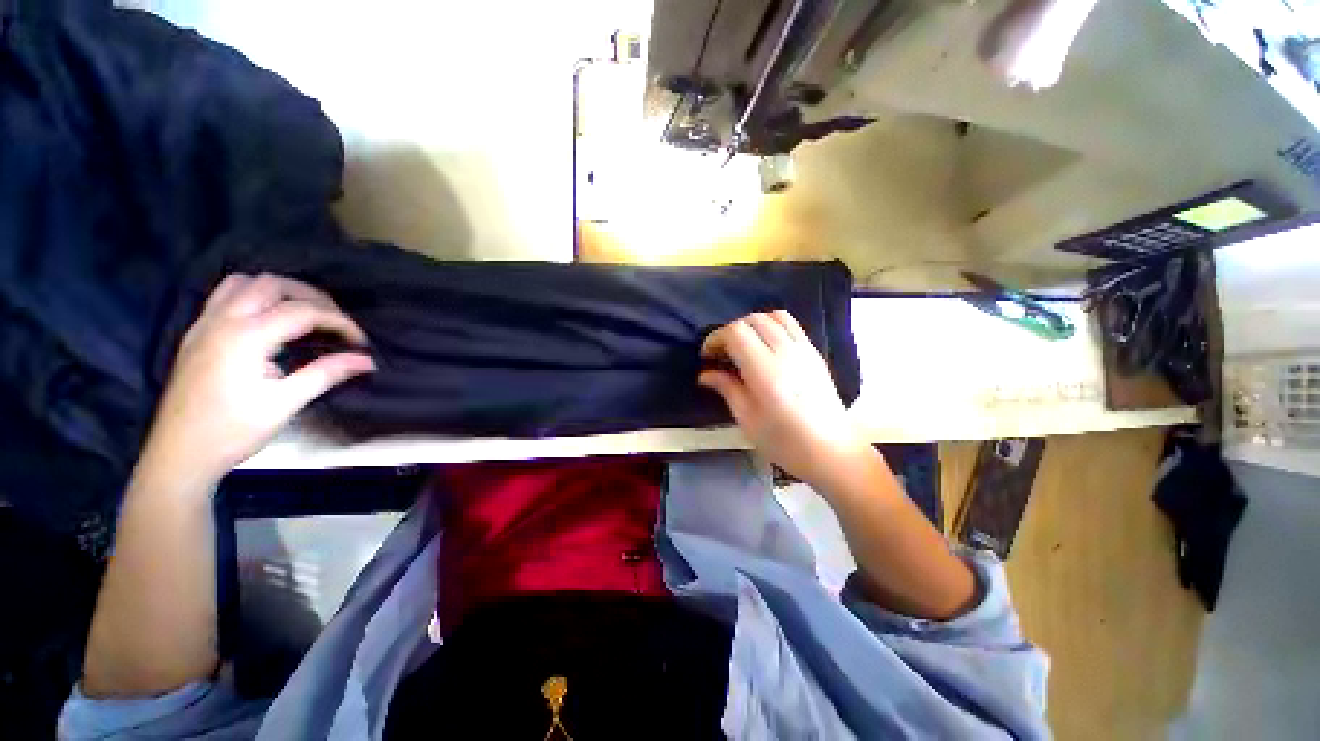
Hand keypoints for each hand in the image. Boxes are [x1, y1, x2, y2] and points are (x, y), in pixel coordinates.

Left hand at [137, 273, 375, 490]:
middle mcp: (222, 320)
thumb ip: (325, 374)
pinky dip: (253, 297)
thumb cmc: (233, 431)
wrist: (179, 454)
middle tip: (335, 321)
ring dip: (279, 291)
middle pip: (273, 284)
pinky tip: (267, 320)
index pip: (303, 311)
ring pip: (244, 282)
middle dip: (311, 296)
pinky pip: (225, 295)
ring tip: (303, 313)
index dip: (339, 322)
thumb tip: (366, 361)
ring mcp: (204, 324)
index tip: (360, 341)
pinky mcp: (196, 334)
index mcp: (246, 337)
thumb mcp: (284, 404)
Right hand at [698, 311, 869, 490]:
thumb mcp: (747, 419)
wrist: (832, 451)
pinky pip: (790, 324)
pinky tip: (765, 347)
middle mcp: (786, 352)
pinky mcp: (814, 352)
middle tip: (721, 353)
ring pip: (773, 316)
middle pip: (752, 319)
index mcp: (766, 370)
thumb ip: (726, 389)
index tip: (707, 356)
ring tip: (743, 346)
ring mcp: (804, 349)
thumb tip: (705, 374)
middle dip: (730, 331)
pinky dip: (771, 326)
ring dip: (752, 325)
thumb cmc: (785, 442)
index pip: (736, 332)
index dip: (716, 338)